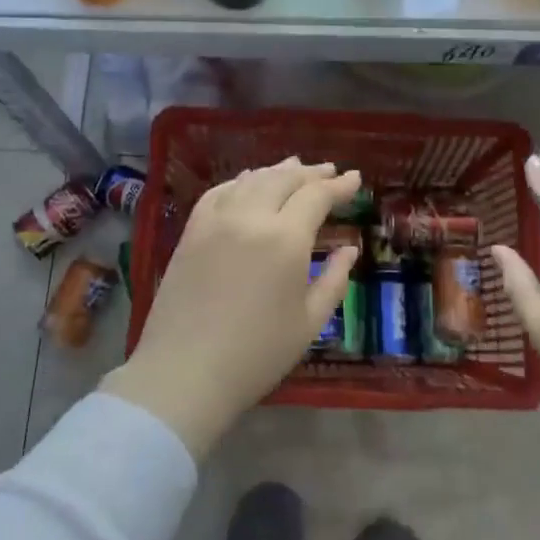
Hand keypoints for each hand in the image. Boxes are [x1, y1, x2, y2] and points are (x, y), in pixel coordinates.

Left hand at [103, 157, 361, 457]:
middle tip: (329, 172)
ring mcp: (216, 220)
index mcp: (285, 238)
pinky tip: (247, 183)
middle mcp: (250, 217)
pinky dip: (240, 181)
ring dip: (276, 171)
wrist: (185, 372)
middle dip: (310, 173)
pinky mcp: (191, 230)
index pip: (316, 196)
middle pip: (284, 179)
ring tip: (293, 167)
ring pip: (251, 180)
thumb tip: (349, 249)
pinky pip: (219, 192)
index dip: (339, 186)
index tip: (354, 179)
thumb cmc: (257, 355)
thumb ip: (334, 280)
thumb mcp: (309, 322)